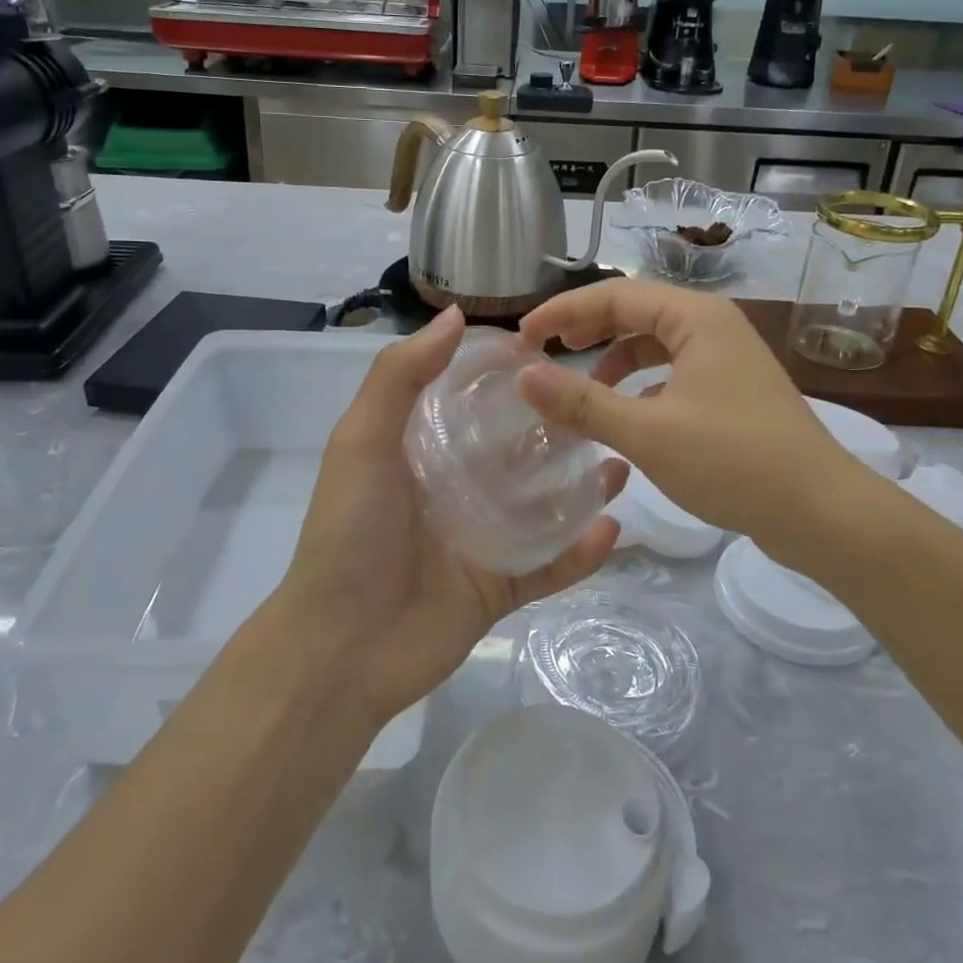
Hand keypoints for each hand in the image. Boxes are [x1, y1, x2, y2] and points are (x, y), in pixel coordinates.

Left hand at [272, 307, 625, 729]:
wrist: (342, 648)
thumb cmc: (352, 533)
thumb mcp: (363, 441)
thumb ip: (401, 376)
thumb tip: (455, 315)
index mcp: (422, 452)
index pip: (472, 402)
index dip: (506, 377)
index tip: (550, 352)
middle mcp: (454, 490)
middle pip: (516, 453)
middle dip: (556, 431)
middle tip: (603, 407)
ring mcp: (480, 541)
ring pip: (541, 507)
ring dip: (580, 487)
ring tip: (620, 462)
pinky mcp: (499, 588)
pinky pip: (549, 567)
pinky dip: (580, 552)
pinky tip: (614, 528)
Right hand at [517, 281, 864, 547]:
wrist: (822, 513)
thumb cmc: (734, 462)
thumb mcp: (647, 432)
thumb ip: (582, 402)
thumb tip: (524, 376)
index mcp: (696, 317)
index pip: (615, 294)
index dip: (563, 312)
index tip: (523, 338)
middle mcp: (713, 326)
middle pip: (635, 312)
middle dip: (586, 329)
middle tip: (542, 353)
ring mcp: (726, 358)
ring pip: (654, 343)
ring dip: (613, 359)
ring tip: (579, 388)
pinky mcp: (732, 390)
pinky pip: (672, 371)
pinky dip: (640, 384)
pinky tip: (625, 413)